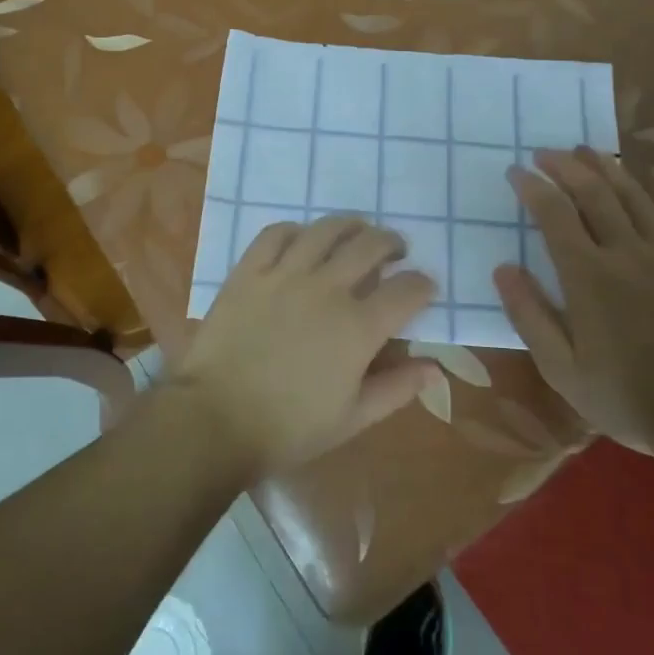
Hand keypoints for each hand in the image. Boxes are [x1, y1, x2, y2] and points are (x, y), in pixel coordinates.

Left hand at [166, 216, 436, 475]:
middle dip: (391, 244)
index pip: (406, 290)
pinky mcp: (249, 271)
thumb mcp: (353, 418)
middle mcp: (327, 289)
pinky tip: (301, 239)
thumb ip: (397, 388)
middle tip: (393, 252)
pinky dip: (295, 230)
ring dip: (350, 227)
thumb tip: (436, 367)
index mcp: (358, 328)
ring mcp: (285, 274)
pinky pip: (276, 234)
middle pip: (370, 246)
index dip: (422, 284)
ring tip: (355, 233)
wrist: (217, 418)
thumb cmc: (289, 427)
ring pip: (326, 230)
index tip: (424, 287)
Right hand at [493, 148, 653, 460]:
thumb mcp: (561, 369)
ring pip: (638, 196)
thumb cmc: (627, 399)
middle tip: (546, 153)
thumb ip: (529, 315)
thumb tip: (503, 269)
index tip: (515, 172)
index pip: (554, 215)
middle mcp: (628, 254)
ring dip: (610, 168)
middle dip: (566, 167)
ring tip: (588, 151)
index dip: (532, 188)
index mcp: (588, 277)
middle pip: (595, 194)